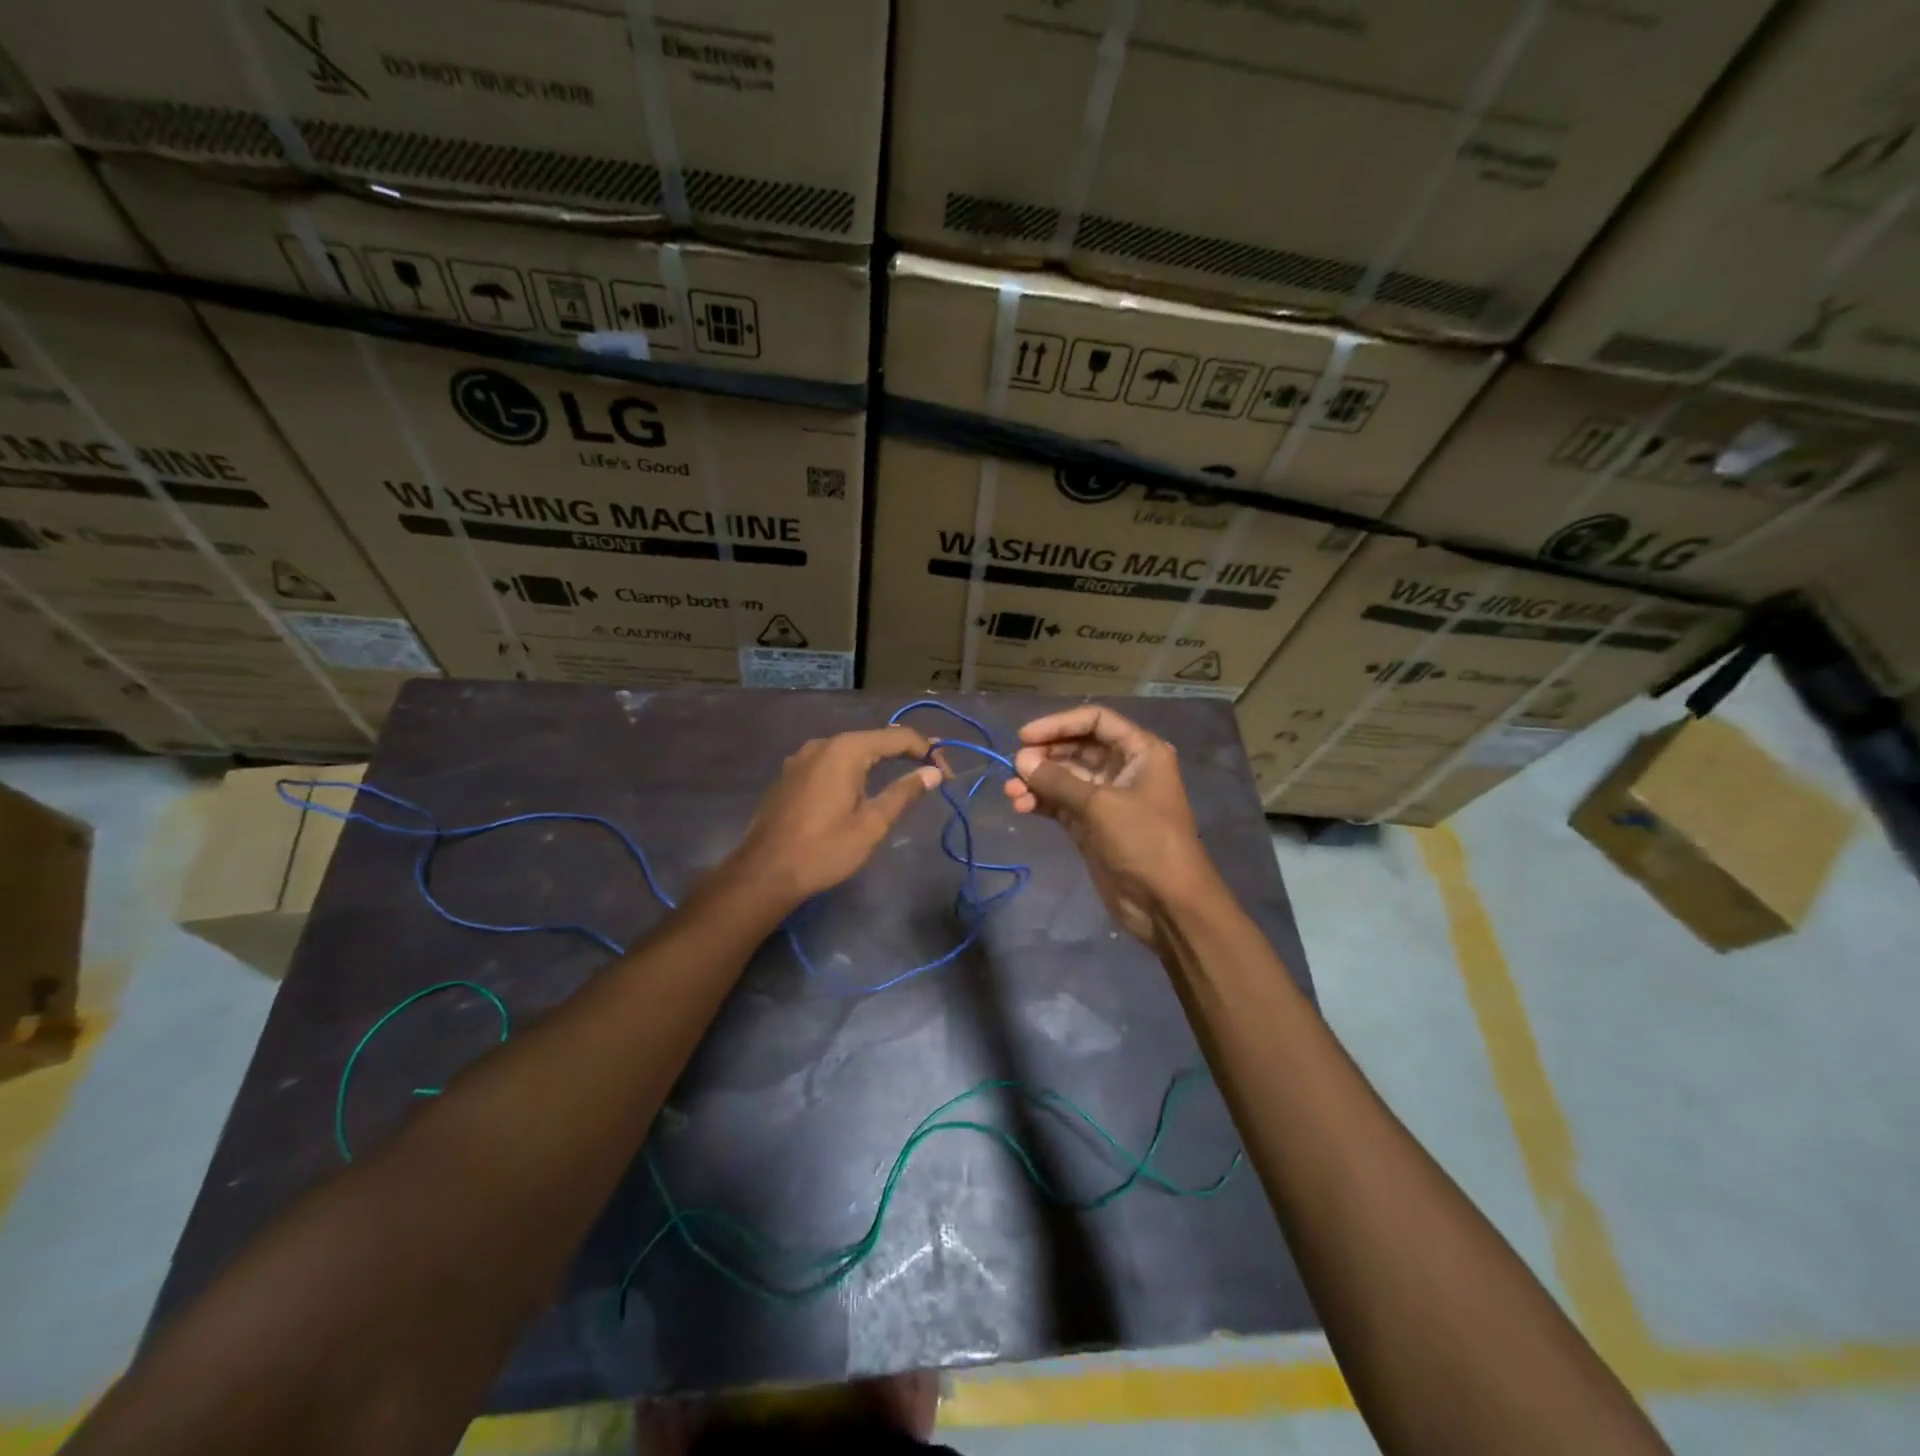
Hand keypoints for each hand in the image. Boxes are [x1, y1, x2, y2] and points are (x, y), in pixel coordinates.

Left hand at [725, 726, 944, 911]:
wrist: (763, 873)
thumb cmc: (823, 850)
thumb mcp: (871, 824)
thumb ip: (903, 793)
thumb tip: (932, 773)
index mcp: (846, 750)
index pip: (898, 737)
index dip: (927, 752)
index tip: (947, 776)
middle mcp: (823, 744)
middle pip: (874, 739)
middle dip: (906, 752)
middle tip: (932, 774)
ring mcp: (802, 757)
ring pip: (851, 750)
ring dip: (880, 760)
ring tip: (903, 778)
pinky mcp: (791, 774)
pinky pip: (831, 762)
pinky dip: (855, 769)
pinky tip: (863, 787)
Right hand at [1002, 706, 1219, 941]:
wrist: (1168, 904)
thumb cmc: (1144, 842)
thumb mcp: (1100, 805)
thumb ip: (1058, 780)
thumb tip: (1020, 761)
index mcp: (1140, 752)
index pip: (1096, 721)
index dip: (1059, 723)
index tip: (1024, 737)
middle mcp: (1123, 769)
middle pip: (1077, 748)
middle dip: (1045, 755)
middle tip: (1014, 767)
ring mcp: (1106, 799)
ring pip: (1065, 778)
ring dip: (1037, 781)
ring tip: (1011, 792)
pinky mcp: (1092, 826)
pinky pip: (1061, 804)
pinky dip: (1041, 802)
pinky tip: (1020, 806)